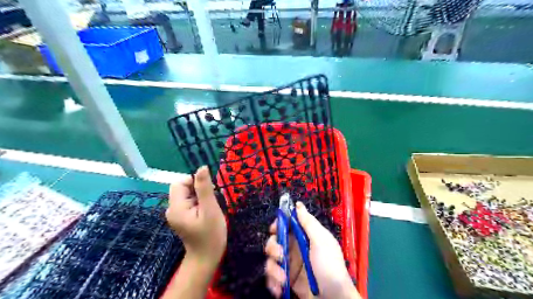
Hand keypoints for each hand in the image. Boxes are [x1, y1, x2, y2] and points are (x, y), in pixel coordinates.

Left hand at [165, 166, 224, 266]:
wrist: (207, 257)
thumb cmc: (211, 234)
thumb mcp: (210, 209)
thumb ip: (204, 188)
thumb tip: (202, 167)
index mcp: (176, 207)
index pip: (179, 182)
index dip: (194, 182)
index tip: (208, 192)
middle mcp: (171, 209)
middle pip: (182, 187)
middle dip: (198, 190)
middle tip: (210, 202)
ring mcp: (176, 214)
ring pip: (187, 194)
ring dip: (199, 196)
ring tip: (209, 209)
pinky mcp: (181, 217)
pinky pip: (189, 202)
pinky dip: (198, 202)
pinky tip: (206, 212)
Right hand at [263, 202, 359, 298]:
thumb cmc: (329, 266)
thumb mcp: (321, 242)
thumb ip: (308, 223)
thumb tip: (298, 204)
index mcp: (305, 236)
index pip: (287, 224)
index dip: (278, 224)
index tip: (274, 230)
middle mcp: (295, 247)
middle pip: (274, 240)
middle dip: (273, 247)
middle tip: (280, 255)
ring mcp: (290, 264)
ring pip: (271, 259)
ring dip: (273, 268)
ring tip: (282, 279)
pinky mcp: (286, 279)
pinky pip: (272, 276)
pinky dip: (272, 282)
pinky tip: (279, 289)